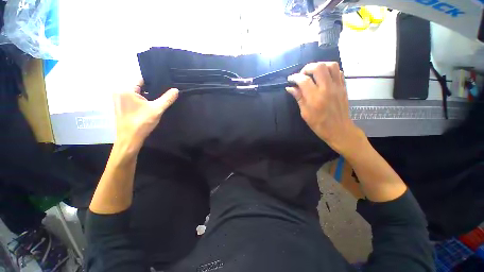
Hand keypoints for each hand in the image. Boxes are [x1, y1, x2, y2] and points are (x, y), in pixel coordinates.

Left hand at [113, 80, 178, 152]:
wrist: (130, 139)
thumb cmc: (142, 122)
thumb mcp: (157, 109)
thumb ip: (167, 99)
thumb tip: (176, 90)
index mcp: (126, 89)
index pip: (142, 79)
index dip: (154, 82)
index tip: (165, 85)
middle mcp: (119, 92)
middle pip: (139, 86)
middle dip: (151, 90)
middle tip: (164, 94)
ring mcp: (119, 100)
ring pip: (137, 94)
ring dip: (147, 97)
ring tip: (158, 100)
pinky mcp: (121, 107)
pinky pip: (133, 99)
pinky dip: (142, 101)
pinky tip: (150, 107)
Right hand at [287, 62, 363, 154]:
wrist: (339, 129)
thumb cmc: (319, 124)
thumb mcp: (305, 113)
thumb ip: (299, 98)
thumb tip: (290, 88)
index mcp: (315, 98)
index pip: (303, 80)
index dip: (295, 77)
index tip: (290, 79)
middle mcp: (327, 89)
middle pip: (318, 67)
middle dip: (307, 68)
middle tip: (302, 75)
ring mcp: (337, 86)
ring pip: (331, 65)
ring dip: (320, 66)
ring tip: (313, 73)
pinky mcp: (343, 87)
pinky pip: (338, 72)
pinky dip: (330, 70)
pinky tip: (323, 76)